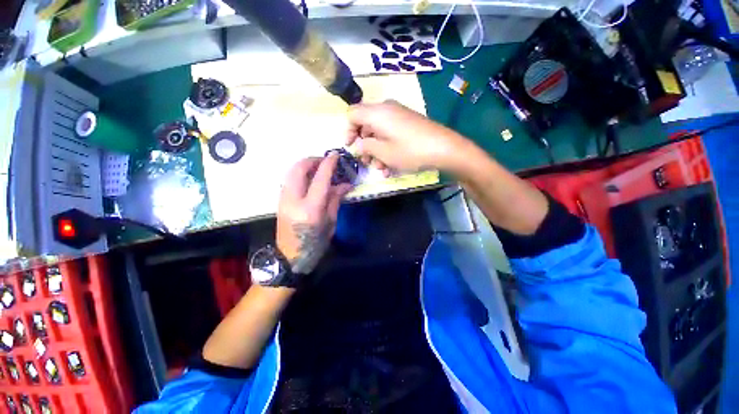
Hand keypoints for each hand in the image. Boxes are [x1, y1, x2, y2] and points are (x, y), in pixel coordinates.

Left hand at [276, 154, 352, 273]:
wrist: (289, 257)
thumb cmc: (315, 244)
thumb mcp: (330, 223)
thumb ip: (335, 200)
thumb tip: (345, 184)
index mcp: (310, 209)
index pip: (320, 179)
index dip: (329, 164)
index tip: (336, 155)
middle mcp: (293, 200)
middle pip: (299, 168)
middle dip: (313, 159)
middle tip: (325, 161)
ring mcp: (283, 199)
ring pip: (291, 171)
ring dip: (305, 165)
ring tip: (319, 168)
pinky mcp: (280, 200)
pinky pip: (289, 179)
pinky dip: (300, 173)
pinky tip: (310, 178)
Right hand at [346, 100, 464, 174]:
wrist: (444, 148)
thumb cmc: (410, 151)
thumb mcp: (383, 152)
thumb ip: (365, 146)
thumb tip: (358, 144)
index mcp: (377, 113)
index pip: (352, 114)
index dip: (348, 131)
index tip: (350, 147)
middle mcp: (386, 110)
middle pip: (365, 124)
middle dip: (364, 145)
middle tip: (366, 162)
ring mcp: (399, 116)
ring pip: (378, 132)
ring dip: (376, 151)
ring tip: (381, 169)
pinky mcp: (408, 123)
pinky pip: (390, 133)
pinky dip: (387, 148)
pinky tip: (390, 165)